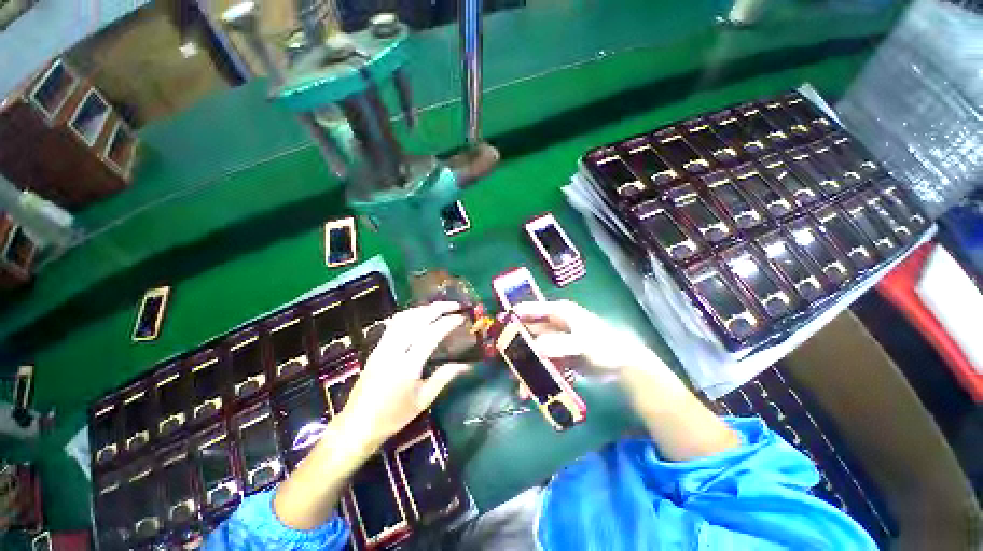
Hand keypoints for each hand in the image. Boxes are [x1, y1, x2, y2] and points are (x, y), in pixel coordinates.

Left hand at [339, 302, 469, 452]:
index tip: (461, 317)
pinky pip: (394, 323)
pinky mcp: (377, 347)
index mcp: (408, 365)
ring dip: (424, 309)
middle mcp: (394, 350)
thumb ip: (444, 377)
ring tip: (440, 308)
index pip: (431, 334)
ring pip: (404, 317)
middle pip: (417, 319)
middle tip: (454, 306)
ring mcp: (383, 346)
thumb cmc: (393, 416)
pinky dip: (410, 314)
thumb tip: (466, 365)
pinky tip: (419, 315)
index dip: (448, 322)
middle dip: (438, 308)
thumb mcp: (423, 400)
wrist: (357, 425)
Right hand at [511, 300, 663, 374]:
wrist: (624, 365)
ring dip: (527, 367)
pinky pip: (545, 363)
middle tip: (506, 365)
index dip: (512, 318)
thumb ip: (557, 345)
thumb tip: (534, 348)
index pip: (529, 310)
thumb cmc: (604, 346)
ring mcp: (556, 340)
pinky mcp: (560, 355)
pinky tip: (534, 390)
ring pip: (535, 350)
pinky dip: (539, 375)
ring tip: (521, 387)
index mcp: (557, 312)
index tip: (498, 332)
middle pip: (528, 333)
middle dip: (517, 349)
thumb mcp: (581, 344)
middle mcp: (553, 324)